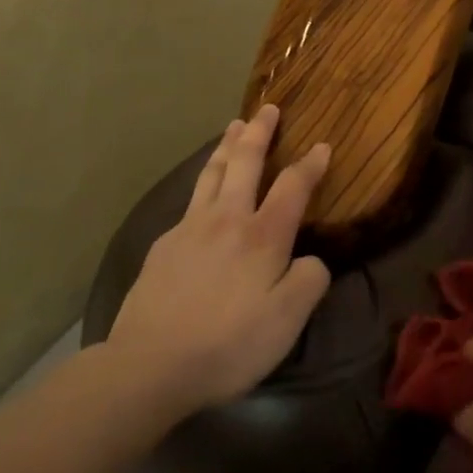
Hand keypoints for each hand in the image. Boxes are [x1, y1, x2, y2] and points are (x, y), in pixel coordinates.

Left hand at [105, 105, 331, 413]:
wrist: (150, 364)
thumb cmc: (228, 344)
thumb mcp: (287, 322)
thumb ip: (309, 281)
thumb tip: (311, 258)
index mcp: (263, 235)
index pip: (293, 186)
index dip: (311, 164)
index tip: (322, 145)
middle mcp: (227, 218)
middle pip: (246, 161)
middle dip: (260, 132)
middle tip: (267, 108)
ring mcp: (190, 227)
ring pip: (213, 172)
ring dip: (228, 145)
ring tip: (234, 125)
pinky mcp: (164, 245)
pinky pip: (191, 200)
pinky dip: (204, 180)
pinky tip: (204, 189)